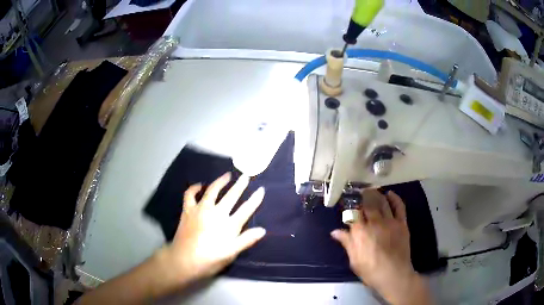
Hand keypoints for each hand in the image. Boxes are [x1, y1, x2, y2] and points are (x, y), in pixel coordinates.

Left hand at [154, 172, 265, 293]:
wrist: (183, 260)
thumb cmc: (209, 260)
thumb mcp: (230, 254)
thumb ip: (246, 241)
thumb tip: (262, 230)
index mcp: (229, 225)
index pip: (246, 209)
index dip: (255, 199)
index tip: (261, 189)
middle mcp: (216, 213)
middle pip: (231, 196)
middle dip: (240, 185)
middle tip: (246, 176)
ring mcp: (200, 209)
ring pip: (212, 190)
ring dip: (220, 181)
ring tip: (227, 175)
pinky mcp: (188, 210)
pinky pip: (190, 194)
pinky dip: (195, 188)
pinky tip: (200, 185)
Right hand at [331, 189, 430, 304]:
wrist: (394, 274)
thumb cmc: (370, 270)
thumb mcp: (354, 260)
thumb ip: (346, 243)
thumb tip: (335, 231)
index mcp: (360, 232)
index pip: (353, 213)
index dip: (350, 205)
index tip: (348, 201)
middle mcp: (375, 222)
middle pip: (368, 203)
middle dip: (363, 196)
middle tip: (360, 192)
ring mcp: (390, 221)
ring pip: (382, 202)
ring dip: (377, 194)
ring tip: (372, 190)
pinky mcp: (402, 223)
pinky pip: (399, 207)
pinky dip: (395, 198)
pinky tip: (390, 194)